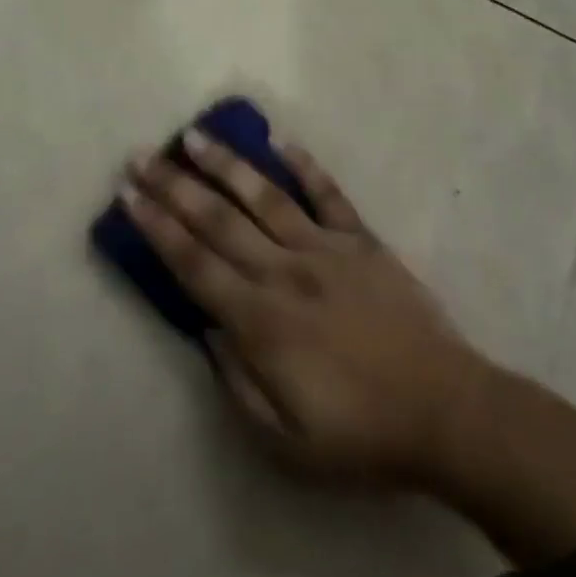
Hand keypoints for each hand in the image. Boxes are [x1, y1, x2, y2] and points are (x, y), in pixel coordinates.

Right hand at [122, 130, 489, 486]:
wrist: (445, 410)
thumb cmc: (360, 434)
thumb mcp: (284, 440)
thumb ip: (238, 380)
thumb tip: (207, 327)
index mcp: (261, 320)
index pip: (194, 263)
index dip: (158, 228)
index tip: (130, 195)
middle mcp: (285, 271)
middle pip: (218, 221)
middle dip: (175, 186)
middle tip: (142, 156)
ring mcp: (326, 248)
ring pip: (265, 196)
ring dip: (227, 164)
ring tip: (196, 136)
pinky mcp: (362, 240)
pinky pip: (329, 194)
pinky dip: (305, 166)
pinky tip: (281, 142)